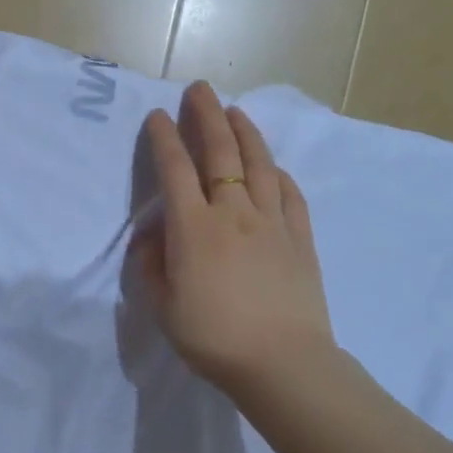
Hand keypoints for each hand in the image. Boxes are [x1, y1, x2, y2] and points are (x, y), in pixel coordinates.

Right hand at [135, 82, 335, 394]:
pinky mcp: (300, 237)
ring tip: (235, 111)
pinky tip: (273, 166)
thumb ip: (152, 266)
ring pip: (258, 164)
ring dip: (245, 133)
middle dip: (206, 116)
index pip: (175, 170)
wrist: (282, 363)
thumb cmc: (213, 338)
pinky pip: (290, 194)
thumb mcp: (164, 308)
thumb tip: (153, 238)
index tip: (157, 115)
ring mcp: (272, 222)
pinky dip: (278, 174)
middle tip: (200, 89)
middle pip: (219, 153)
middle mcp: (233, 212)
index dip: (164, 138)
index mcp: (194, 227)